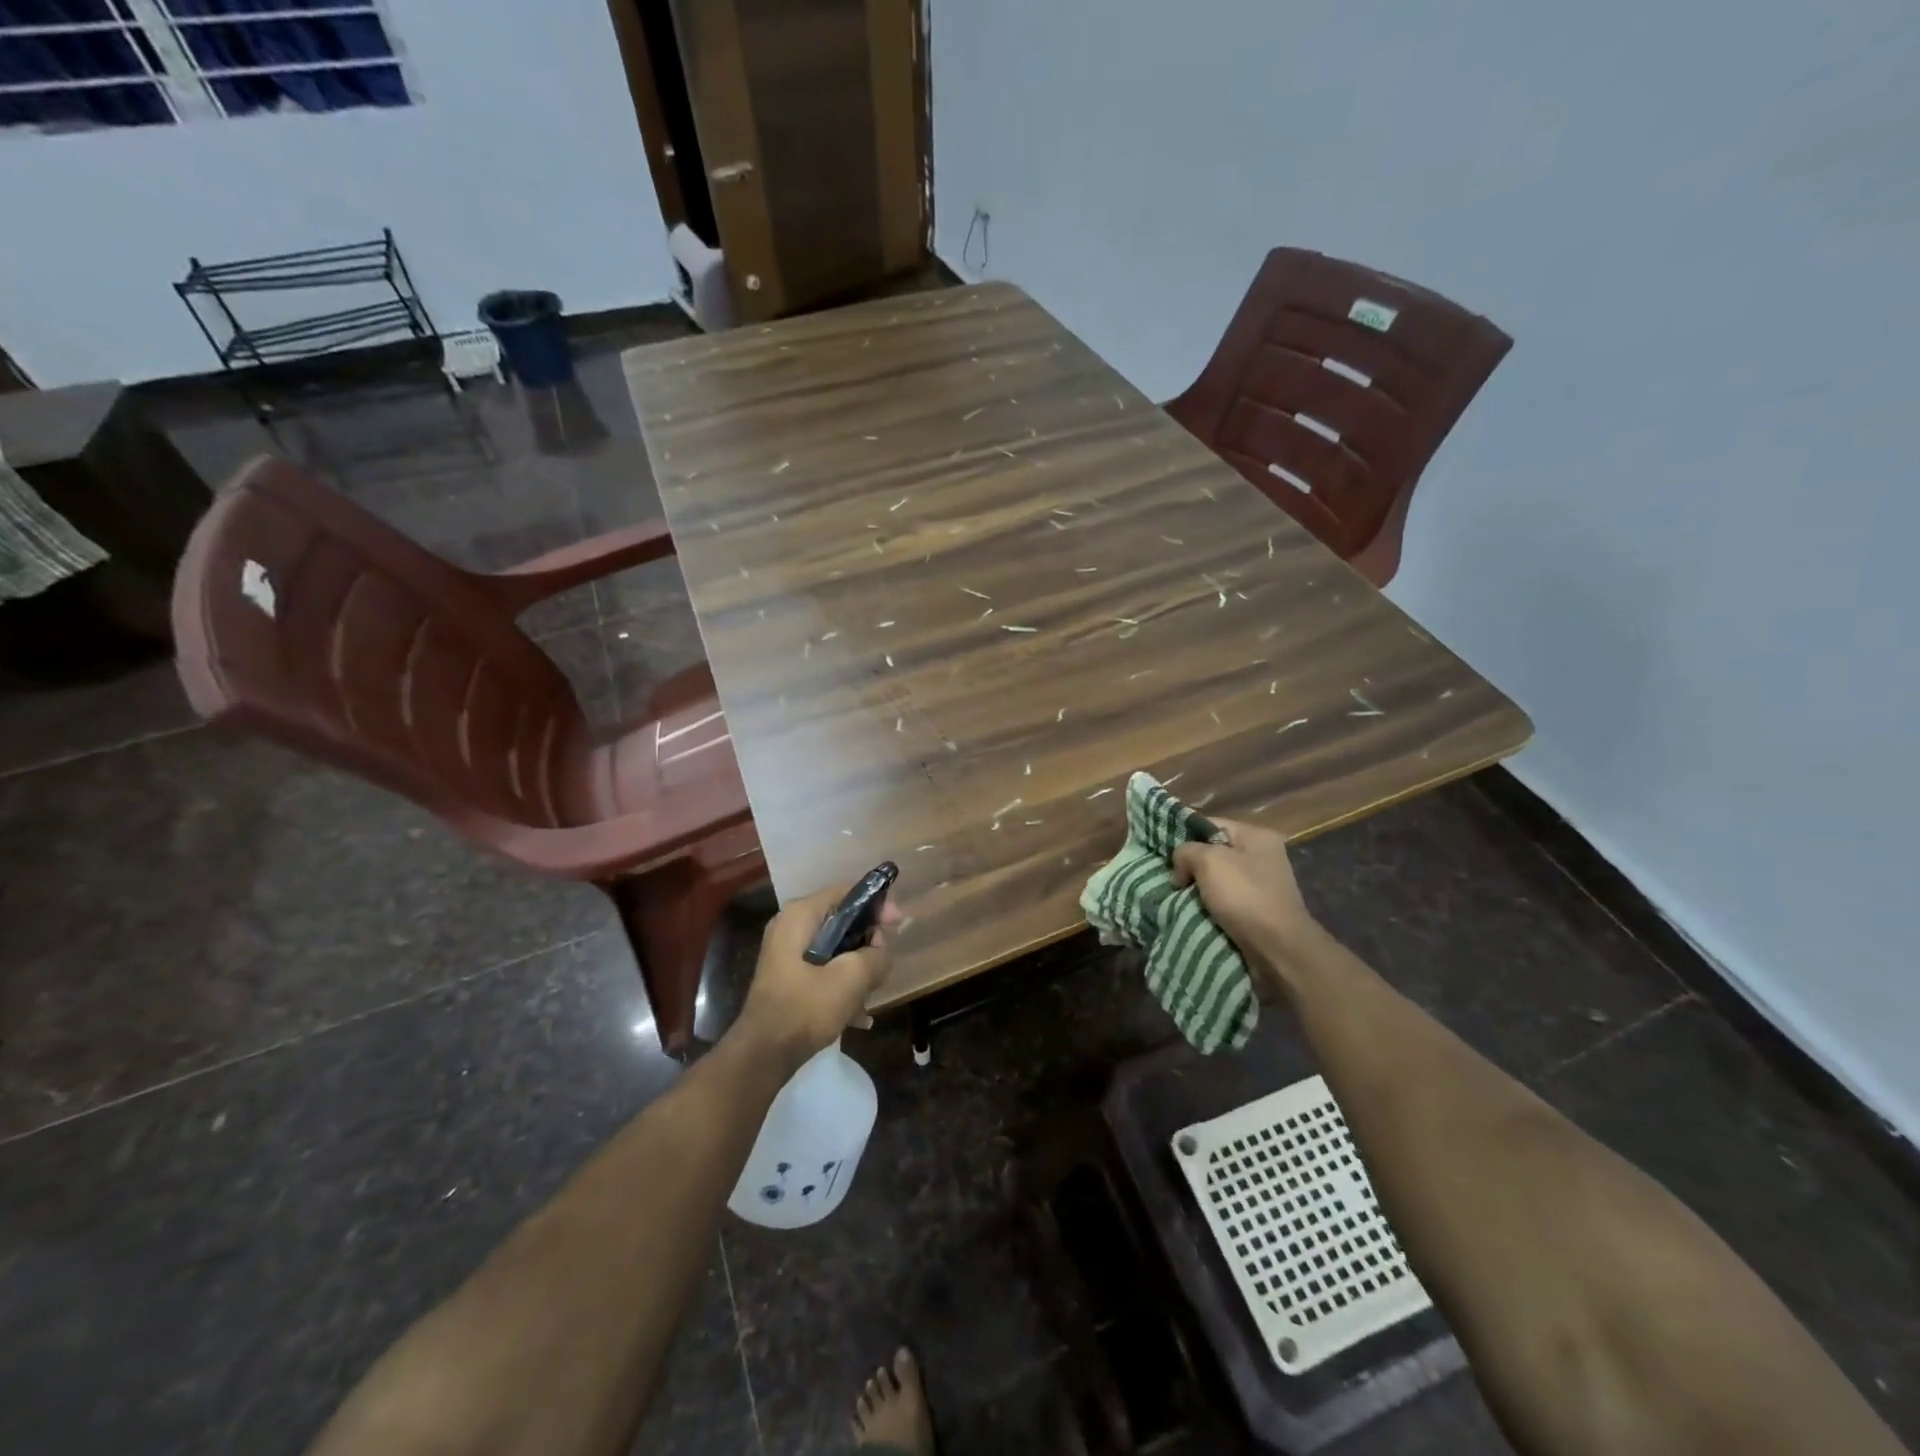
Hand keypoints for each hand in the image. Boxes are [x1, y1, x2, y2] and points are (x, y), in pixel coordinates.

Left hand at [733, 883, 900, 1071]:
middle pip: (842, 920)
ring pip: (836, 948)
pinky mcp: (789, 978)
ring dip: (857, 967)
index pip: (847, 892)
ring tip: (872, 992)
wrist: (763, 1055)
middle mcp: (790, 927)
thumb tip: (881, 953)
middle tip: (883, 963)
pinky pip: (824, 969)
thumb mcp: (851, 979)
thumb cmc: (805, 1008)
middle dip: (868, 941)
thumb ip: (876, 957)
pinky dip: (842, 985)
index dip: (877, 905)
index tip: (897, 925)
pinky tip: (859, 1015)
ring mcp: (787, 954)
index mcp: (800, 915)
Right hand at [1172, 818, 1321, 978]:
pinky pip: (1225, 901)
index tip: (1165, 854)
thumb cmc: (1245, 896)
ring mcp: (1262, 885)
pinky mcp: (1258, 911)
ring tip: (1176, 897)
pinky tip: (1192, 912)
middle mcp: (1263, 856)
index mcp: (1257, 836)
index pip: (1211, 824)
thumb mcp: (1208, 861)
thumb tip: (1180, 866)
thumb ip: (1186, 851)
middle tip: (1170, 879)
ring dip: (1197, 889)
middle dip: (1190, 866)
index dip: (1184, 835)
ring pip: (1217, 879)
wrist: (1277, 949)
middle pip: (1214, 853)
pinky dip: (1209, 907)